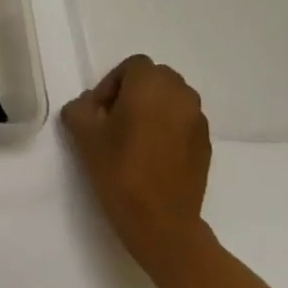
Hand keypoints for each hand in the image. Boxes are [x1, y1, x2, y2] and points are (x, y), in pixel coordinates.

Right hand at [61, 55, 212, 276]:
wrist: (161, 221)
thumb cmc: (119, 170)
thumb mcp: (83, 134)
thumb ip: (80, 107)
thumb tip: (90, 105)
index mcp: (151, 85)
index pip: (132, 66)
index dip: (112, 84)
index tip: (99, 112)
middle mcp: (181, 95)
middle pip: (155, 79)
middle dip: (134, 92)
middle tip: (114, 121)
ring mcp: (198, 120)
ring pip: (172, 100)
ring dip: (153, 109)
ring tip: (134, 138)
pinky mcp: (206, 145)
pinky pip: (184, 122)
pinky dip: (168, 128)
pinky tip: (152, 155)